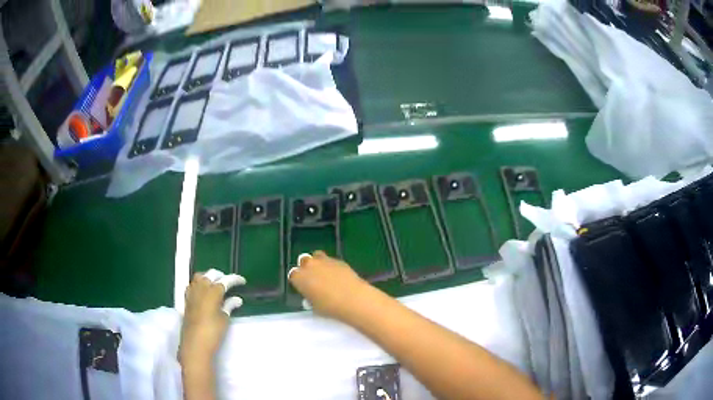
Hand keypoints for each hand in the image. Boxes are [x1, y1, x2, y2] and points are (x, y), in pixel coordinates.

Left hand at [179, 270, 244, 368]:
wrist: (195, 344)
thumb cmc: (213, 332)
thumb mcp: (224, 319)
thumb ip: (229, 306)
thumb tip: (237, 299)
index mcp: (212, 292)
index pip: (225, 280)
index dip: (234, 279)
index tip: (242, 281)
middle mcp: (201, 288)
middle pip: (211, 274)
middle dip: (221, 276)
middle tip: (229, 282)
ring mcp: (192, 293)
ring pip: (200, 277)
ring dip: (208, 277)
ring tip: (216, 285)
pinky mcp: (186, 299)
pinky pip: (193, 284)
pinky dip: (200, 284)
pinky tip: (204, 292)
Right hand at [288, 251, 371, 321]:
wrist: (353, 299)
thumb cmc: (329, 307)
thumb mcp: (314, 306)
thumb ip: (309, 298)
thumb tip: (312, 295)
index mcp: (299, 277)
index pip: (293, 275)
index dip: (298, 281)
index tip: (303, 287)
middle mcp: (309, 265)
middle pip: (303, 261)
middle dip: (306, 268)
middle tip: (313, 279)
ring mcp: (324, 260)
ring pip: (317, 256)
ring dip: (318, 263)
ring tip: (324, 274)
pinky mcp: (338, 260)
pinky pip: (331, 260)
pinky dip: (331, 265)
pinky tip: (338, 275)